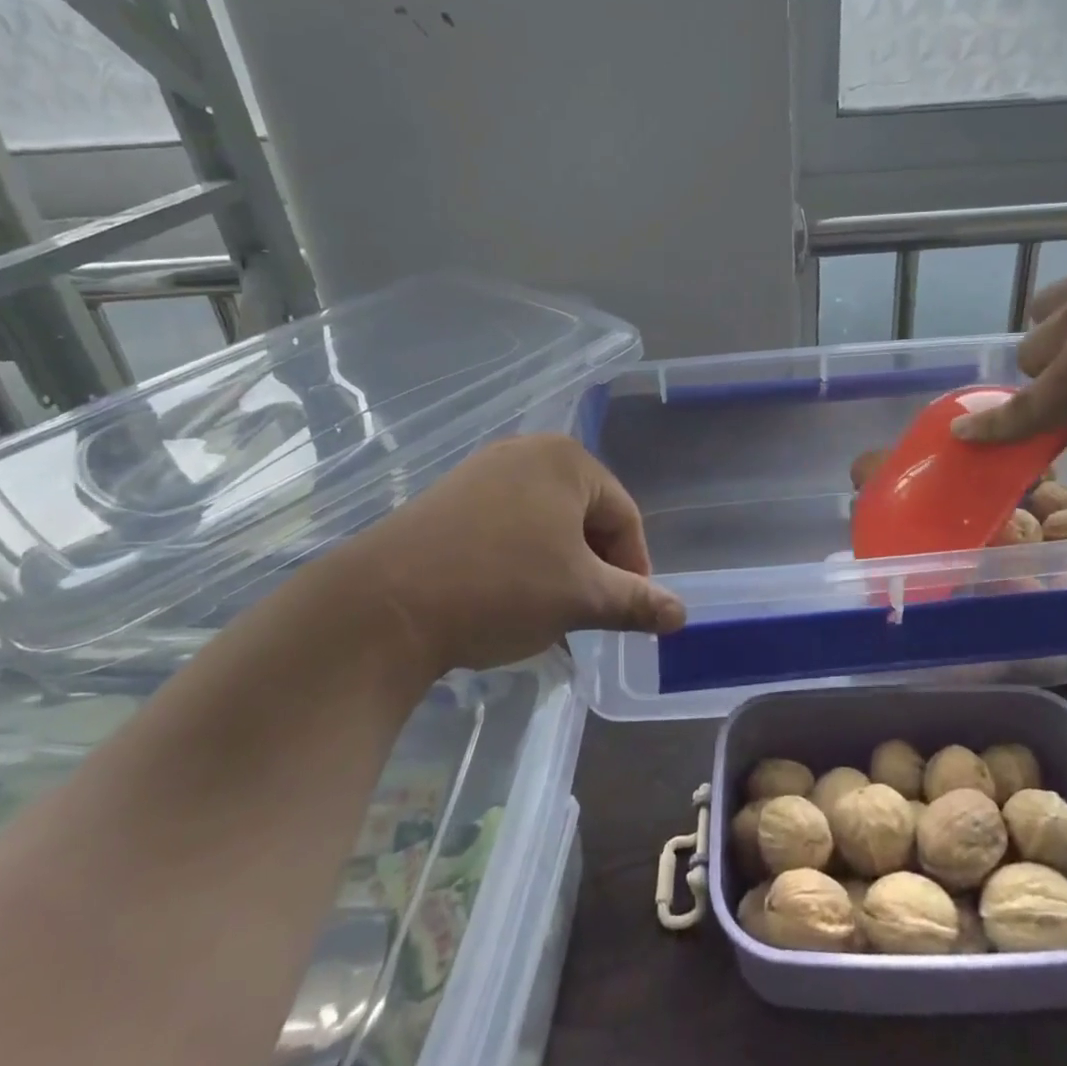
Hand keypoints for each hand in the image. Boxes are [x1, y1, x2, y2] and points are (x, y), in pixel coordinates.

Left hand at [321, 433, 685, 678]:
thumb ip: (638, 602)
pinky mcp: (448, 497)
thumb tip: (683, 614)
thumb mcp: (581, 597)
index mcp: (568, 460)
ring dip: (560, 566)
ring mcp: (482, 471)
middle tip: (589, 612)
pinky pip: (507, 525)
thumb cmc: (501, 587)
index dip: (635, 568)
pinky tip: (507, 597)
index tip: (628, 612)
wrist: (383, 605)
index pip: (625, 516)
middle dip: (594, 566)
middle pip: (585, 515)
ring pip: (546, 523)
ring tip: (550, 611)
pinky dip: (521, 559)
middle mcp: (526, 452)